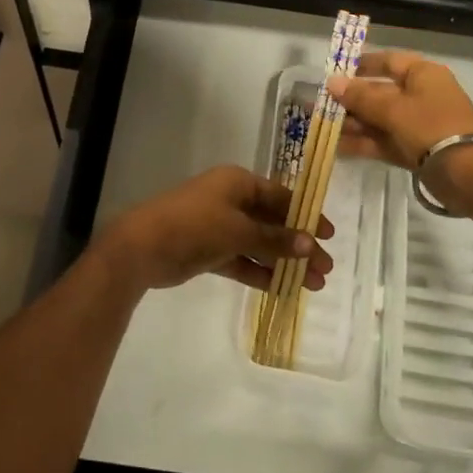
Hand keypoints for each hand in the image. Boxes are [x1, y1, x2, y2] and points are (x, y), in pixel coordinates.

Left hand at [95, 166, 333, 293]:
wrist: (142, 246)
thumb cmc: (194, 225)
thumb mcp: (238, 230)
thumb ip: (274, 239)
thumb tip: (310, 244)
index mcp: (238, 183)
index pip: (281, 196)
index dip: (306, 215)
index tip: (329, 236)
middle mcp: (230, 200)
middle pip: (272, 222)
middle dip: (298, 245)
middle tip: (325, 269)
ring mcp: (218, 226)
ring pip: (259, 244)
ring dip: (283, 263)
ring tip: (312, 285)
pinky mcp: (209, 251)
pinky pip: (241, 260)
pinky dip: (260, 273)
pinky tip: (282, 289)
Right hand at [330, 52, 472, 212]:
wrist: (469, 174)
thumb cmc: (431, 127)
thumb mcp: (393, 108)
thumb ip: (360, 96)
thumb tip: (332, 82)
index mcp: (423, 75)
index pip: (389, 61)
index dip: (363, 64)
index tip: (336, 70)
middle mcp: (422, 95)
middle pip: (381, 92)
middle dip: (351, 99)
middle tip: (321, 104)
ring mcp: (419, 125)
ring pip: (380, 119)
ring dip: (353, 123)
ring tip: (322, 127)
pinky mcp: (416, 151)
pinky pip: (385, 141)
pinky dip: (364, 143)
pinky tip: (337, 147)